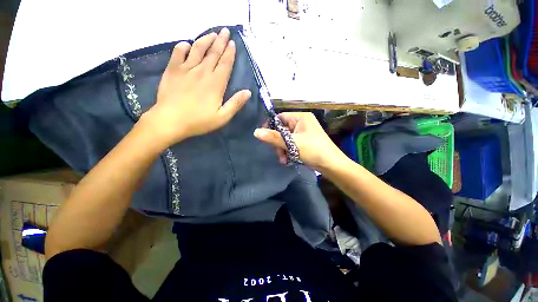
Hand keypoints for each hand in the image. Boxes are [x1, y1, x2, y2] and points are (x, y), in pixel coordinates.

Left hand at [141, 28, 251, 147]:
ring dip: (205, 40)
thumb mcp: (222, 117)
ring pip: (197, 49)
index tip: (232, 42)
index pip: (225, 64)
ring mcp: (186, 69)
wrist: (170, 120)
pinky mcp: (172, 70)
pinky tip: (186, 44)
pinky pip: (177, 53)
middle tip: (225, 31)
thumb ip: (235, 104)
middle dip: (220, 41)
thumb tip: (248, 92)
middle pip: (213, 53)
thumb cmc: (199, 121)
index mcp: (215, 84)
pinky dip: (182, 46)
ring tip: (211, 33)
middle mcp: (202, 72)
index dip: (229, 53)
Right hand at [254, 112, 346, 170]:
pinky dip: (288, 152)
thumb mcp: (292, 143)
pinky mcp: (304, 142)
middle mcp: (302, 123)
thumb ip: (273, 137)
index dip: (271, 127)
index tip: (264, 138)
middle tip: (279, 153)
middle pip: (282, 130)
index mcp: (301, 117)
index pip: (280, 118)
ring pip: (285, 139)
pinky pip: (291, 144)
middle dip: (278, 143)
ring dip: (282, 149)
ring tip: (284, 160)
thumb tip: (256, 132)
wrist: (332, 165)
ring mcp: (303, 133)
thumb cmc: (313, 150)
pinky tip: (288, 160)